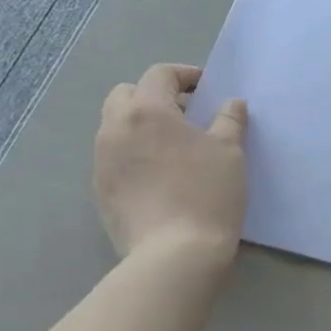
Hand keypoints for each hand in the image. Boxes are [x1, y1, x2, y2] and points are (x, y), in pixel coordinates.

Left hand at [94, 63, 247, 259]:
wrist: (174, 255)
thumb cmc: (207, 194)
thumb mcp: (229, 152)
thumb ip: (229, 120)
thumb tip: (231, 104)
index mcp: (147, 111)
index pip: (160, 75)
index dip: (185, 76)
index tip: (205, 90)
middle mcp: (115, 129)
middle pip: (126, 95)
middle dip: (153, 97)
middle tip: (184, 116)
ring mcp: (101, 161)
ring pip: (115, 127)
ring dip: (140, 126)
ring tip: (171, 148)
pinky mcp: (99, 191)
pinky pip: (113, 158)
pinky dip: (132, 155)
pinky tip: (158, 178)